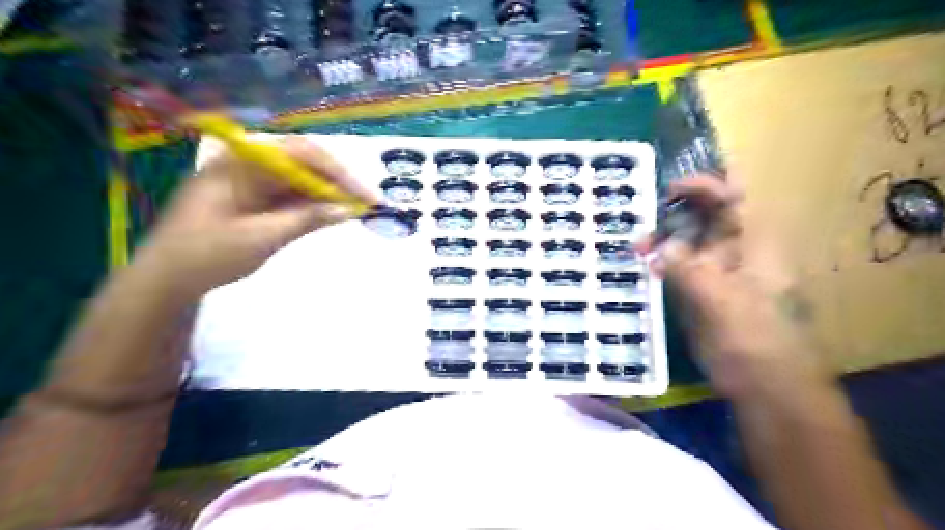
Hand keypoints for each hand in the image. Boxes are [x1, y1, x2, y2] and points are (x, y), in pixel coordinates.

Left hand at [136, 135, 378, 296]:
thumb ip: (308, 219)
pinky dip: (312, 204)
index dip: (339, 173)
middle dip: (338, 181)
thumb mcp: (263, 238)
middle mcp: (247, 164)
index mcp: (242, 164)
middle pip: (304, 162)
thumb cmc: (208, 256)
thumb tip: (349, 209)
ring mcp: (250, 180)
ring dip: (328, 193)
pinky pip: (290, 194)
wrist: (166, 278)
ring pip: (300, 178)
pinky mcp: (253, 197)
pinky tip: (331, 213)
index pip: (302, 154)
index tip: (366, 197)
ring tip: (357, 209)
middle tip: (367, 204)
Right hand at [643, 177, 831, 399]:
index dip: (703, 186)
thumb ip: (689, 270)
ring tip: (637, 251)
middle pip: (704, 216)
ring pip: (687, 240)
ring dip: (663, 240)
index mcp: (753, 243)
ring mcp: (718, 270)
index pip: (731, 198)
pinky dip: (662, 262)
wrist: (765, 385)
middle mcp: (735, 250)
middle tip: (643, 230)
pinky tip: (646, 268)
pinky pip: (679, 265)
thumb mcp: (721, 302)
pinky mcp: (702, 290)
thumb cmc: (754, 340)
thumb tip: (662, 248)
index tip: (669, 191)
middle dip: (673, 215)